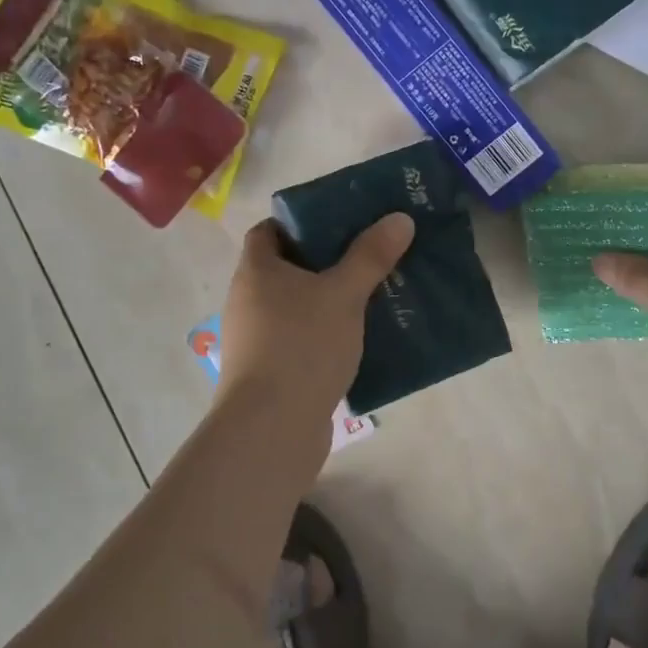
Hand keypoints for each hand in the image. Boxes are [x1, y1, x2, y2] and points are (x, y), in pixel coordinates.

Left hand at [217, 214, 415, 424]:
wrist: (271, 429)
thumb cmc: (302, 346)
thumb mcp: (343, 295)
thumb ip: (370, 256)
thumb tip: (399, 218)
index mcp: (256, 271)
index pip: (269, 230)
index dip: (300, 222)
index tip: (338, 223)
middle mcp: (247, 300)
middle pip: (286, 268)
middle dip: (325, 261)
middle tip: (366, 256)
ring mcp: (255, 339)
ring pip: (295, 306)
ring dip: (328, 300)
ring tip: (371, 295)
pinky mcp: (269, 371)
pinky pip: (300, 338)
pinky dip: (324, 333)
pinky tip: (358, 339)